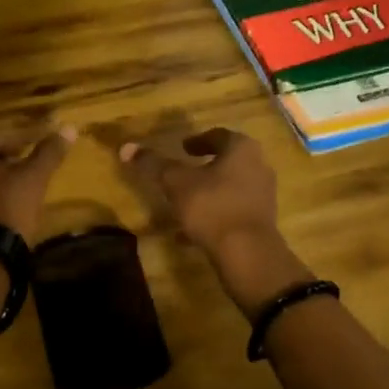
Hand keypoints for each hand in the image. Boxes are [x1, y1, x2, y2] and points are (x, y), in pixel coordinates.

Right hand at [119, 128, 311, 311]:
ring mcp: (263, 195)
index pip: (218, 135)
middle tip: (184, 172)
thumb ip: (153, 164)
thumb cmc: (212, 206)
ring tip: (184, 204)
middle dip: (205, 167)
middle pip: (228, 161)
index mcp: (241, 149)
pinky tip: (191, 233)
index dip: (198, 140)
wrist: (247, 253)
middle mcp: (258, 167)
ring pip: (230, 188)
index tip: (182, 148)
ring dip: (208, 193)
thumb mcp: (176, 183)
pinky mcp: (261, 221)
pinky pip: (233, 212)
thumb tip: (126, 147)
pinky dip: (214, 216)